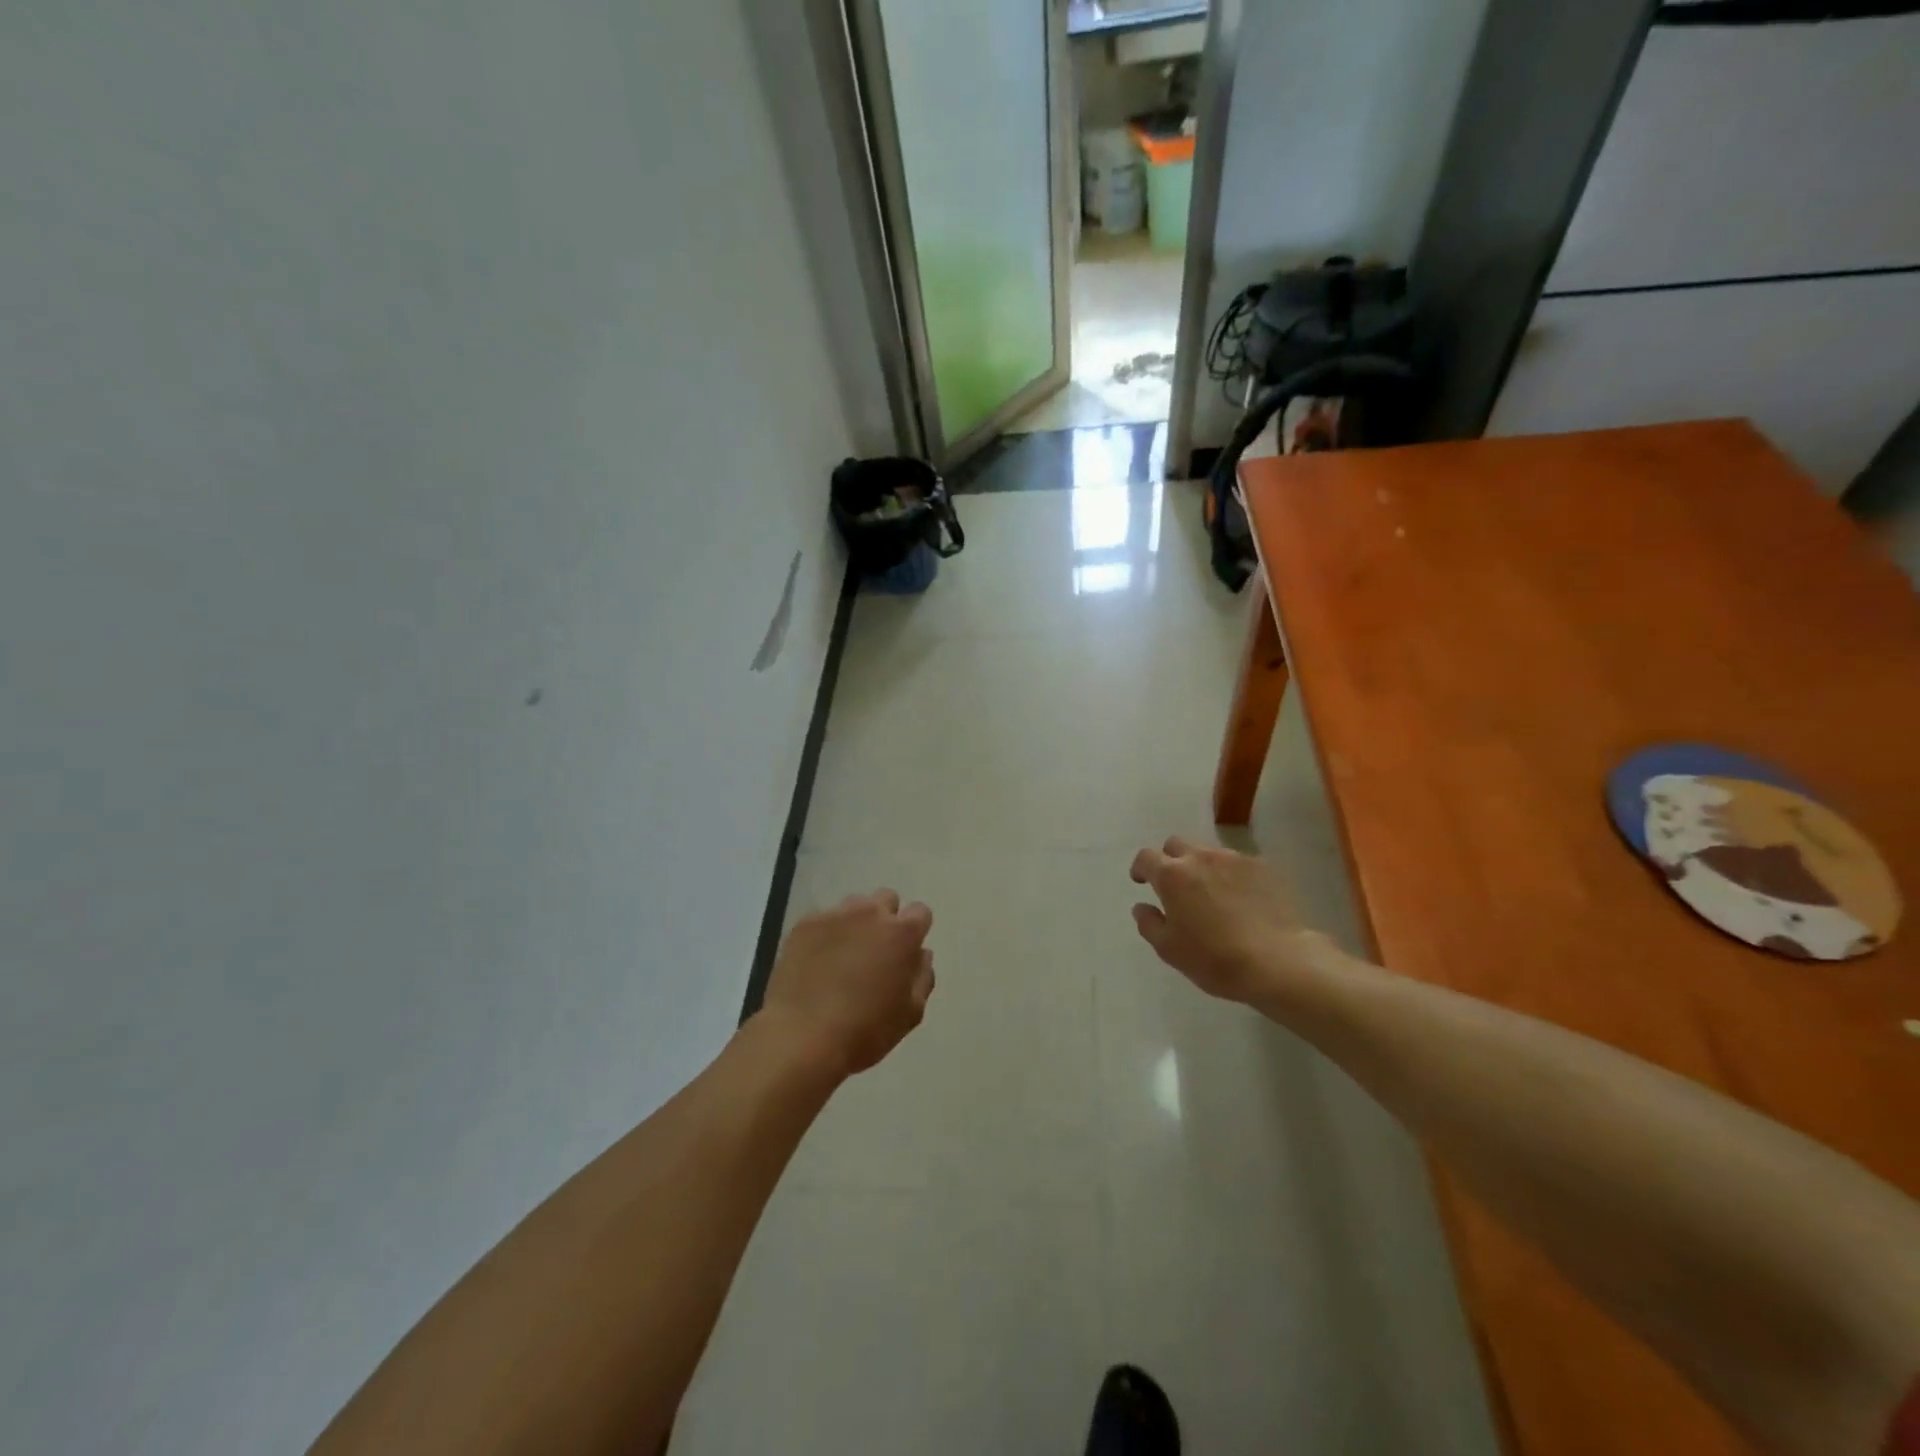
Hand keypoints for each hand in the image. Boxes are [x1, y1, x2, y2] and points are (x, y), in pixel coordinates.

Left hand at [760, 890, 934, 1075]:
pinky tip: (816, 963)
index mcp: (902, 934)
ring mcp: (835, 916)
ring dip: (855, 924)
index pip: (920, 912)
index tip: (905, 952)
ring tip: (842, 956)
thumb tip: (921, 954)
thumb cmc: (865, 1031)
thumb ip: (922, 977)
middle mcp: (871, 914)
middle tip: (875, 952)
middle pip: (886, 900)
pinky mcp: (805, 924)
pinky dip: (825, 935)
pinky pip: (823, 920)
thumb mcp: (910, 1014)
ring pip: (854, 906)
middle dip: (885, 919)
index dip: (915, 931)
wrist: (802, 1038)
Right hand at [1129, 837, 1341, 1007]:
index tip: (1142, 881)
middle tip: (1176, 885)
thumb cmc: (1215, 958)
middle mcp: (1201, 858)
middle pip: (1176, 844)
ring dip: (1202, 867)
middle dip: (1170, 859)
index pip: (1146, 857)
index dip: (1141, 868)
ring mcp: (1235, 859)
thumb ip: (1149, 924)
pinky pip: (1239, 864)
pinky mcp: (1264, 867)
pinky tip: (1241, 899)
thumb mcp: (1169, 949)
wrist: (1279, 961)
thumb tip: (1142, 907)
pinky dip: (1232, 876)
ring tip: (1211, 893)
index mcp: (1172, 875)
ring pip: (1209, 852)